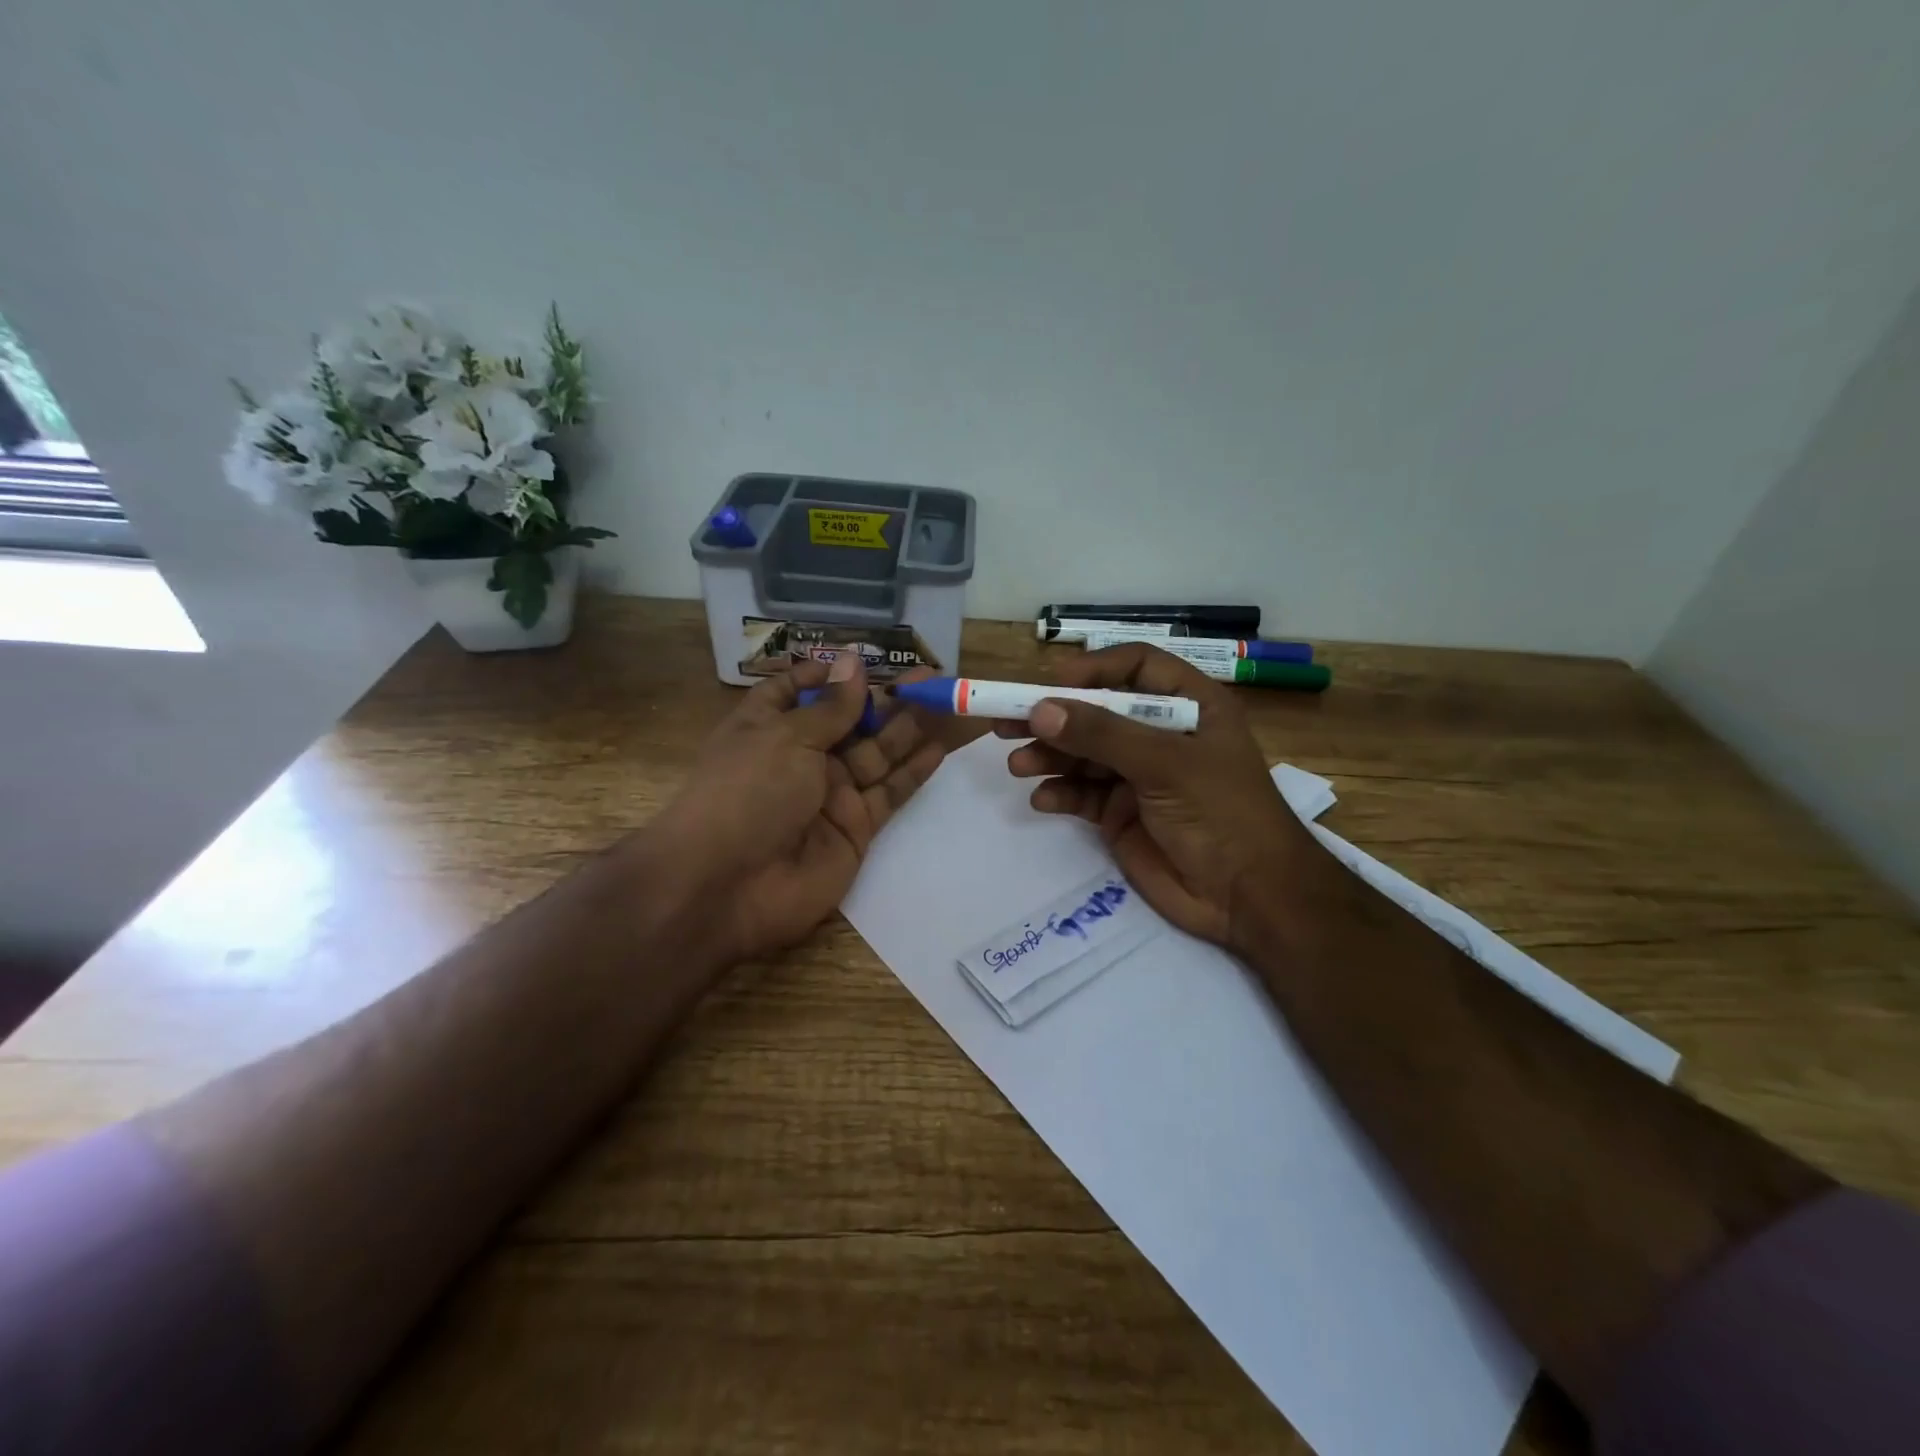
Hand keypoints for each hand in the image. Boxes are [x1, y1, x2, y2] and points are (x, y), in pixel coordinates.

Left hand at [657, 655, 950, 961]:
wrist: (728, 885)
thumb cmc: (747, 792)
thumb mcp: (787, 737)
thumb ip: (831, 707)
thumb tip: (852, 662)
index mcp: (768, 727)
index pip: (796, 692)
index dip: (827, 677)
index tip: (863, 662)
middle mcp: (800, 758)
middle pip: (849, 722)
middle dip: (886, 700)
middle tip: (930, 678)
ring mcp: (830, 795)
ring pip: (877, 755)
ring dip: (908, 729)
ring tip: (945, 701)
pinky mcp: (855, 828)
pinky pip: (889, 794)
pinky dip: (913, 772)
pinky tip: (938, 748)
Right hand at [997, 642, 1333, 948]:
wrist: (1249, 897)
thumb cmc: (1222, 813)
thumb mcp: (1166, 764)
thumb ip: (1101, 735)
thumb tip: (1040, 710)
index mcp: (1189, 706)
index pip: (1135, 668)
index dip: (1093, 671)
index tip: (1050, 686)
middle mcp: (1161, 734)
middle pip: (1098, 712)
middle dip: (1054, 717)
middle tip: (1005, 722)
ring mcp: (1139, 776)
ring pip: (1083, 754)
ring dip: (1049, 757)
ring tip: (1018, 765)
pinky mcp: (1122, 814)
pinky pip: (1082, 795)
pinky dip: (1059, 793)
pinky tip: (1042, 800)